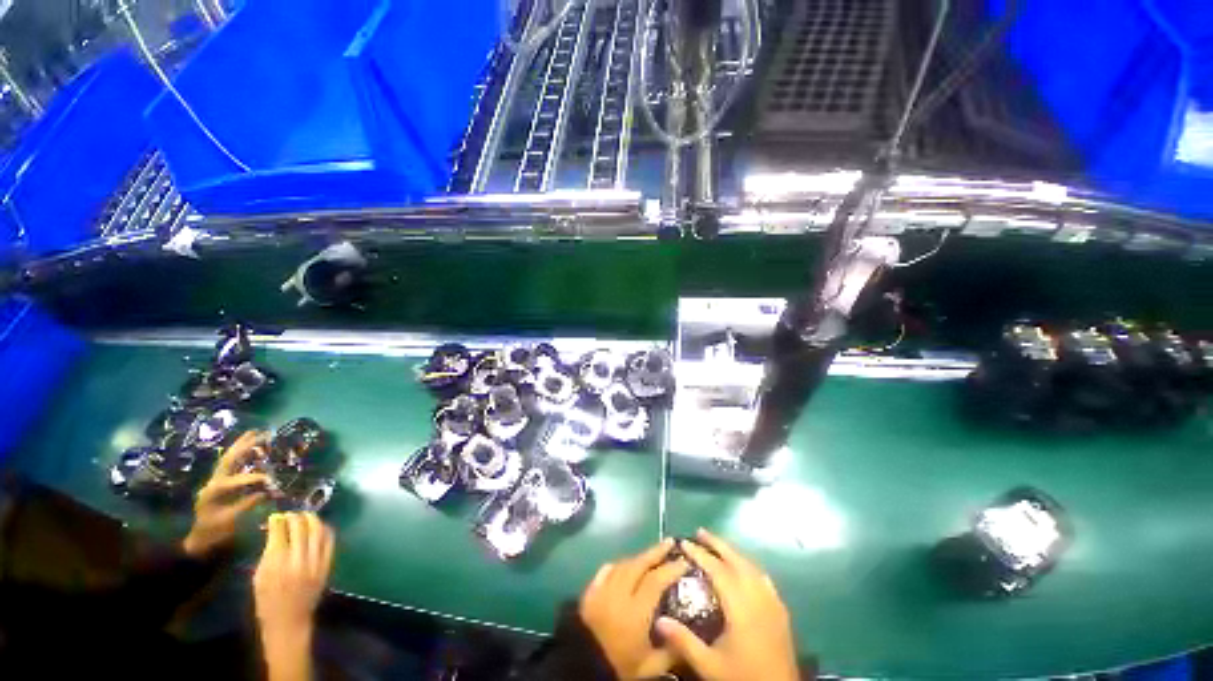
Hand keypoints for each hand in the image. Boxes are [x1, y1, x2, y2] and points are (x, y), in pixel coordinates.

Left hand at [182, 431, 271, 558]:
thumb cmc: (215, 531)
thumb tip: (267, 492)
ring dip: (241, 445)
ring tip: (254, 433)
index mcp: (215, 492)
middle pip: (229, 460)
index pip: (236, 481)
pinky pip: (229, 463)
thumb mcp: (230, 521)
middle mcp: (214, 481)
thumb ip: (247, 504)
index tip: (271, 479)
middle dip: (244, 447)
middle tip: (261, 435)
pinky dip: (239, 453)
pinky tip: (248, 447)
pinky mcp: (219, 481)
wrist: (200, 537)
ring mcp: (215, 480)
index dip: (253, 478)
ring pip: (228, 458)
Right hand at [254, 512, 334, 680]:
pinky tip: (319, 527)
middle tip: (291, 514)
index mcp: (277, 565)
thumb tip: (274, 530)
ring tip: (305, 516)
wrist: (289, 623)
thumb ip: (267, 553)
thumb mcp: (259, 578)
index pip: (280, 533)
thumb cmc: (267, 602)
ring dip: (312, 520)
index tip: (276, 516)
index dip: (278, 521)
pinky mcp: (327, 565)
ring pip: (318, 531)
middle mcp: (298, 561)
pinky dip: (325, 530)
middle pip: (301, 528)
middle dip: (295, 517)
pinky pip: (330, 541)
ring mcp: (316, 562)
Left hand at [580, 538, 687, 679]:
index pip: (655, 581)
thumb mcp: (649, 667)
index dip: (670, 569)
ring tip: (651, 554)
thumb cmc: (619, 667)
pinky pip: (605, 570)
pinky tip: (625, 564)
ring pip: (623, 564)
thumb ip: (670, 650)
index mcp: (634, 612)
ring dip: (638, 557)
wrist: (581, 668)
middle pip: (638, 564)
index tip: (684, 562)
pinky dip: (618, 565)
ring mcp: (601, 590)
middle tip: (669, 542)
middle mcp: (618, 594)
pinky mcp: (589, 591)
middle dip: (656, 552)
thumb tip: (688, 633)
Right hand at [656, 529, 799, 680]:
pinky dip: (748, 565)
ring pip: (750, 565)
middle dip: (717, 543)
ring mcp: (772, 601)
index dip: (699, 554)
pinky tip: (743, 568)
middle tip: (699, 532)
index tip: (684, 542)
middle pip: (736, 559)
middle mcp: (758, 596)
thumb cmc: (743, 677)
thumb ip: (684, 641)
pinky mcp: (781, 609)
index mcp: (741, 605)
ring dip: (732, 552)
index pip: (717, 569)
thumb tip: (658, 620)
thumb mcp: (710, 665)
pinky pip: (762, 577)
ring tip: (717, 545)